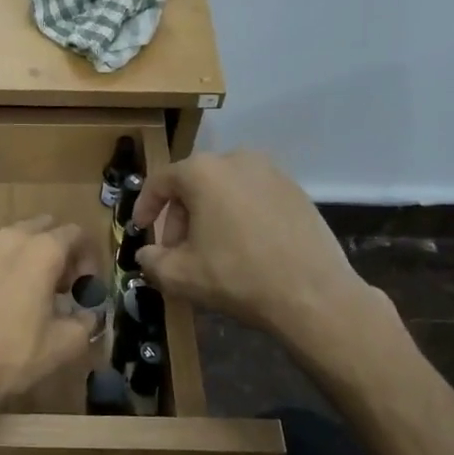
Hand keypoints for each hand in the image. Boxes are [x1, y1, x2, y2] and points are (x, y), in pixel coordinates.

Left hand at [0, 216, 99, 428]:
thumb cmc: (14, 353)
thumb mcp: (66, 343)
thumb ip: (87, 320)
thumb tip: (88, 314)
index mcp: (42, 250)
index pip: (76, 234)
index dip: (87, 259)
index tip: (83, 288)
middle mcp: (9, 237)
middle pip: (43, 229)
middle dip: (57, 251)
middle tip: (59, 287)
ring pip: (12, 240)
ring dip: (26, 257)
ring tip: (26, 292)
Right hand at [132, 151, 393, 371]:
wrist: (313, 295)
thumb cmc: (237, 277)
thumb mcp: (180, 275)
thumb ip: (151, 260)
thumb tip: (146, 254)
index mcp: (203, 171)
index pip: (160, 182)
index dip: (144, 207)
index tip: (140, 230)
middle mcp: (237, 159)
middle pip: (193, 184)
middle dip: (179, 216)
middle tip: (177, 250)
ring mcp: (271, 171)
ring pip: (224, 189)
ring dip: (208, 215)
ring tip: (210, 251)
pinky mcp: (296, 190)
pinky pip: (252, 196)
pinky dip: (238, 215)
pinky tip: (242, 247)